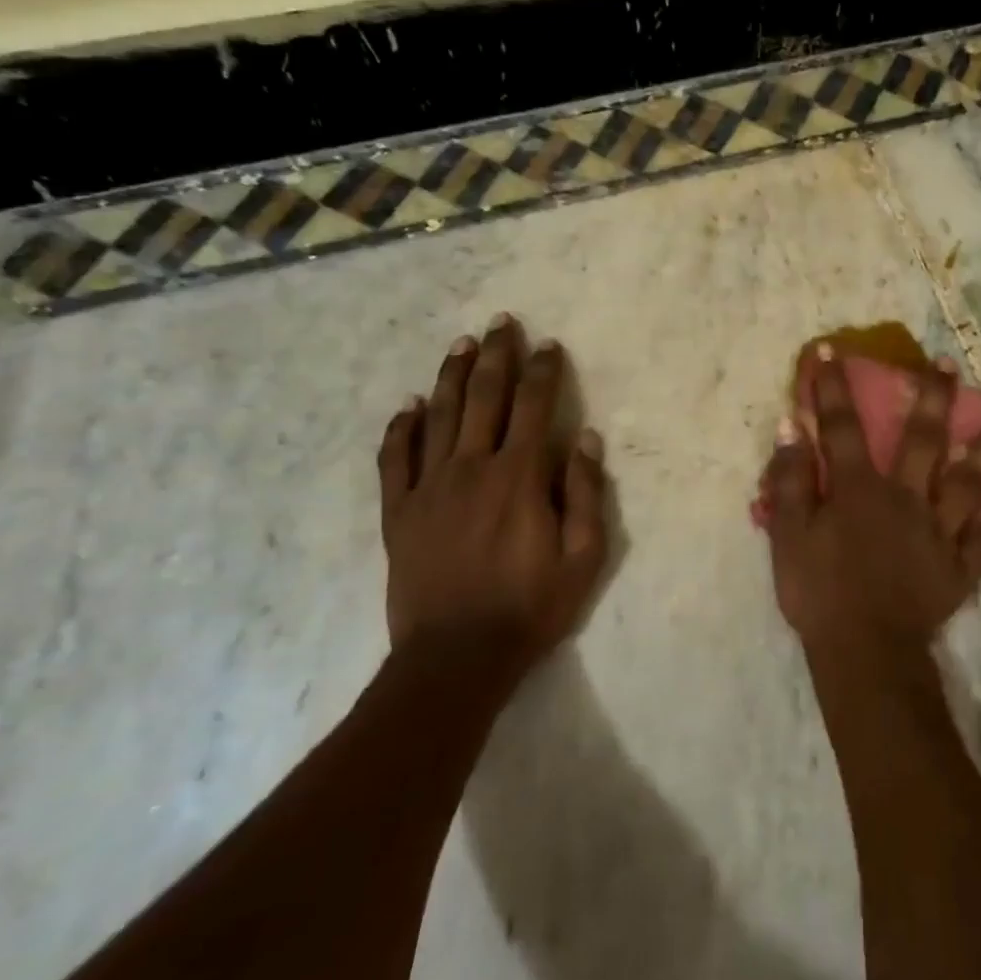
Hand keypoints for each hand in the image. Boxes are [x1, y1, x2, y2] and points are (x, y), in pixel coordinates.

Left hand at [378, 316, 608, 679]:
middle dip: (496, 355)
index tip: (548, 345)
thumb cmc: (530, 606)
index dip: (543, 371)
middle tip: (502, 322)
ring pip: (438, 416)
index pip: (533, 407)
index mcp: (519, 476)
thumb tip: (585, 438)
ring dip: (451, 376)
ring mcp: (428, 487)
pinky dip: (400, 428)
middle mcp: (472, 468)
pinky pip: (395, 459)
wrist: (456, 657)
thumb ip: (585, 493)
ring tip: (461, 344)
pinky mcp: (398, 512)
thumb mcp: (584, 556)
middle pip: (484, 397)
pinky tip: (407, 406)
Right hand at [760, 346, 980, 656]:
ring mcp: (940, 532)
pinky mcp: (960, 566)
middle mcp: (906, 499)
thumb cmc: (819, 594)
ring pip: (970, 481)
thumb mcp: (788, 537)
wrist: (863, 654)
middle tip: (949, 364)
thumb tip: (792, 429)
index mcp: (860, 490)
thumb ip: (790, 482)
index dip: (833, 388)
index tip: (832, 351)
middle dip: (933, 397)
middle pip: (923, 440)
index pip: (843, 428)